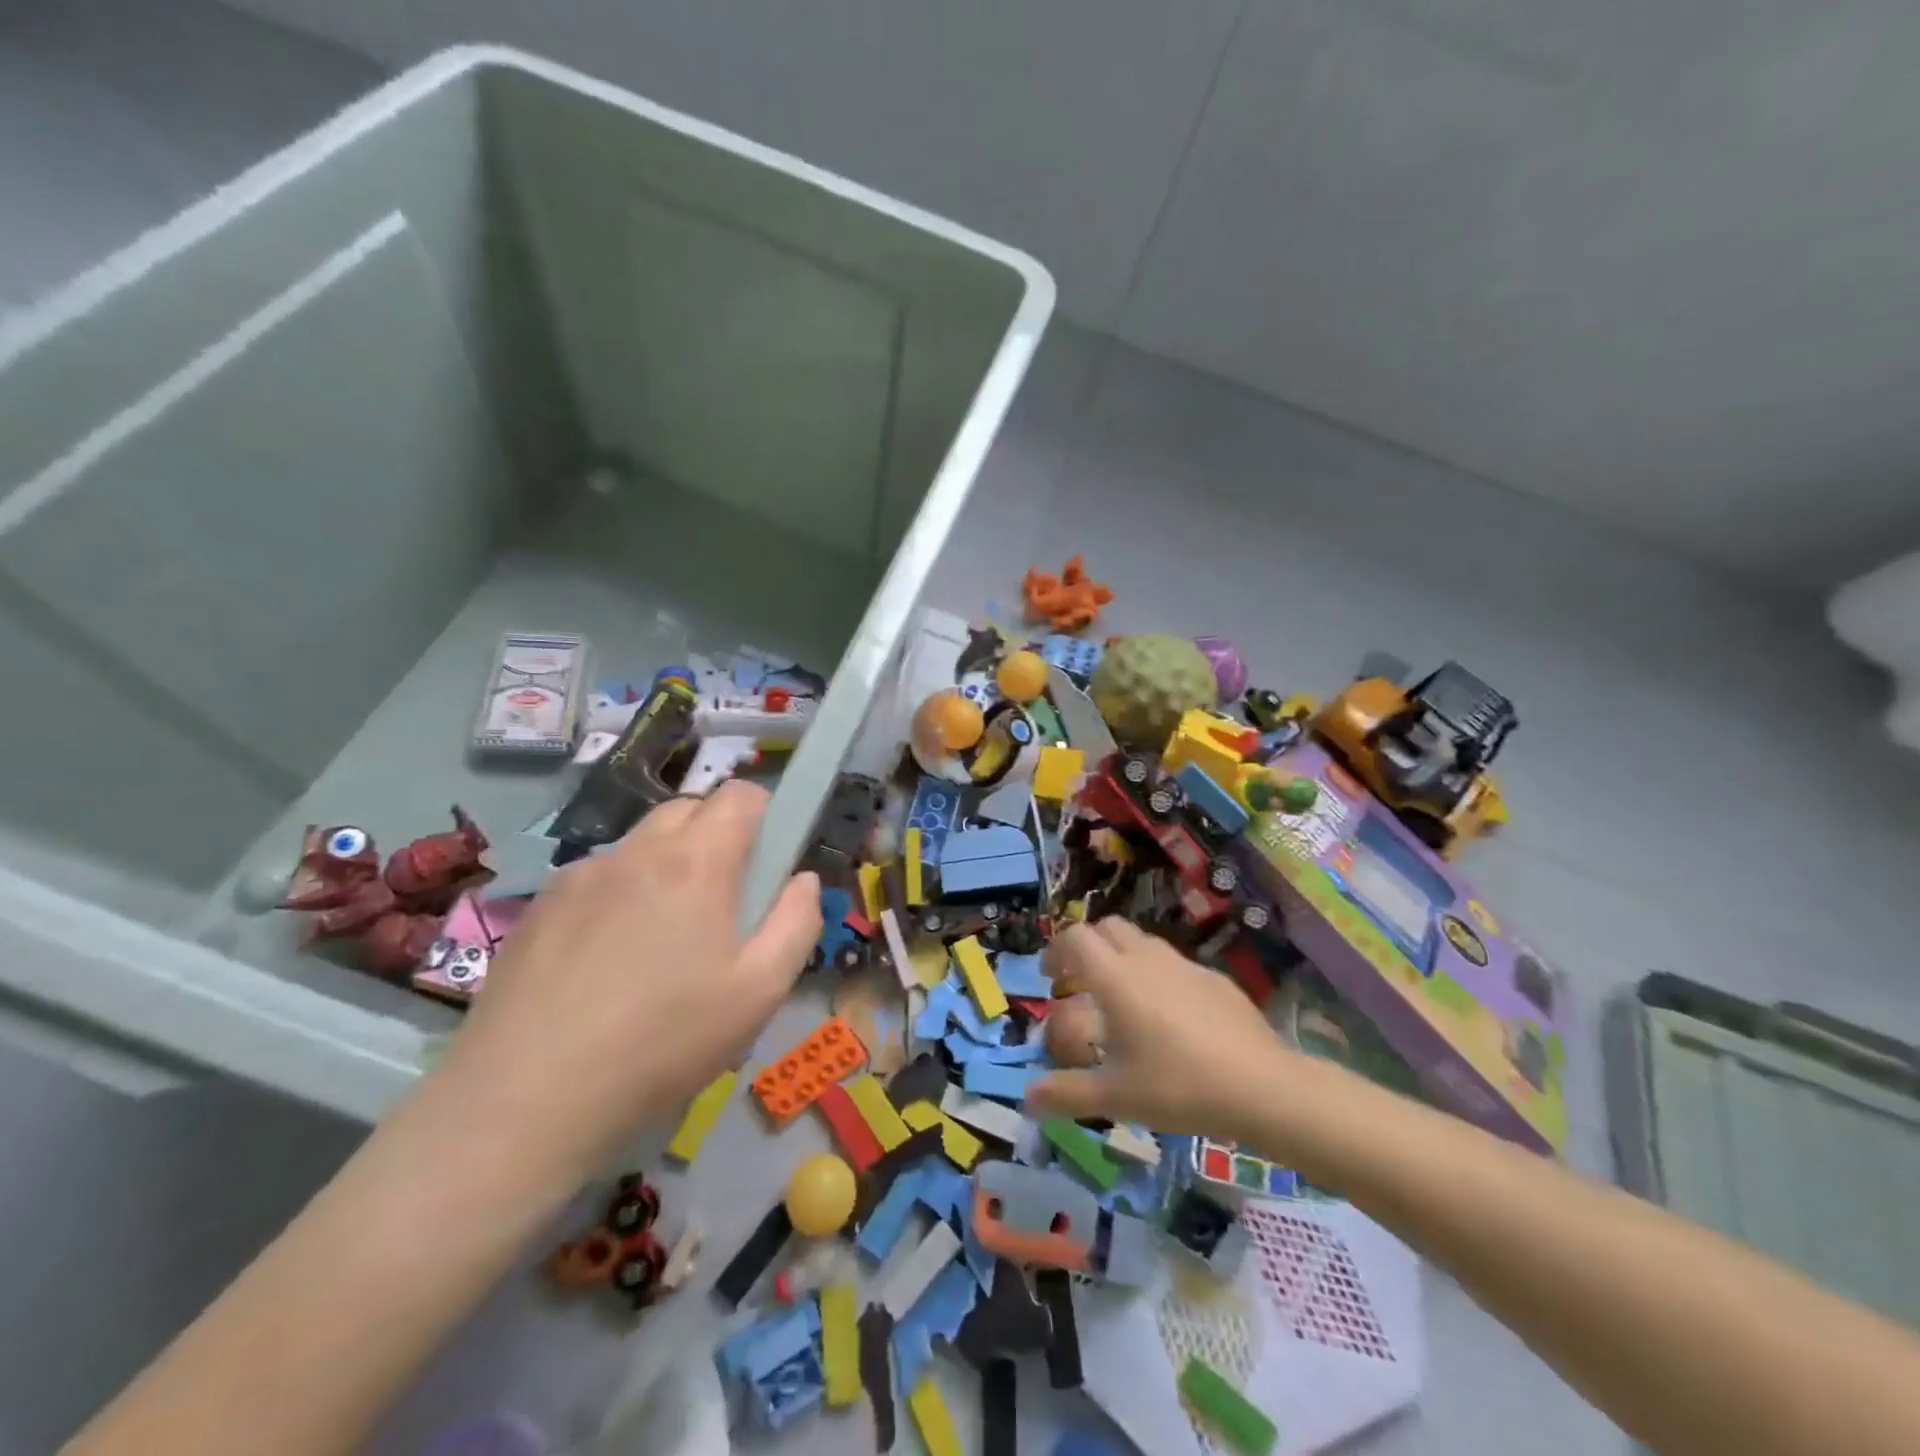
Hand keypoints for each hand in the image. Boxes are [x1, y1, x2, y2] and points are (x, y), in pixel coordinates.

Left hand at [439, 781, 821, 1180]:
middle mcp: (635, 851)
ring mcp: (579, 875)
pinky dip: (620, 895)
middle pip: (689, 810)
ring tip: (661, 942)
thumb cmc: (663, 1042)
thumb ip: (796, 922)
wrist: (524, 1102)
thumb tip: (802, 880)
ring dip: (667, 866)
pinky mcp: (539, 907)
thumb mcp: (760, 992)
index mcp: (694, 861)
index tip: (768, 863)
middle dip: (718, 838)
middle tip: (722, 905)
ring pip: (642, 844)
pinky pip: (598, 878)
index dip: (766, 815)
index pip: (740, 795)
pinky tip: (607, 962)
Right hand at [1028, 919, 1307, 1143]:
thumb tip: (1026, 1098)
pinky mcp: (1214, 978)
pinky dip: (1157, 975)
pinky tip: (1169, 1017)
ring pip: (1142, 942)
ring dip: (1122, 957)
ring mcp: (1184, 965)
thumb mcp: (1115, 1097)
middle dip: (1087, 946)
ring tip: (1122, 999)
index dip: (1055, 950)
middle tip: (1080, 981)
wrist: (1262, 1086)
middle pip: (1108, 928)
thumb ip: (1065, 1094)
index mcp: (1115, 978)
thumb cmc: (1178, 1086)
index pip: (1075, 938)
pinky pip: (1173, 964)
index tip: (1048, 976)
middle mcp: (1146, 960)